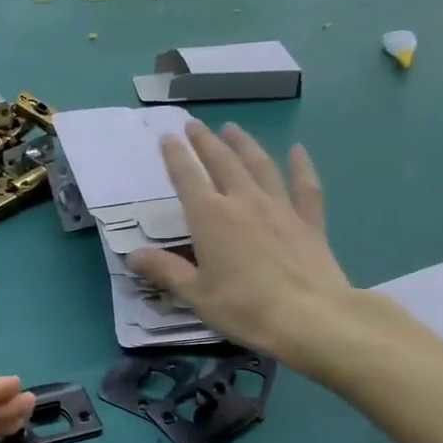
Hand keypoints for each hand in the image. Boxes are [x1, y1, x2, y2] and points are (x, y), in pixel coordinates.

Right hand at [126, 122, 350, 366]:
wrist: (309, 317)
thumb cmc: (243, 307)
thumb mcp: (195, 294)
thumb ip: (165, 270)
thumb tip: (133, 256)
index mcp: (210, 217)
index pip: (187, 178)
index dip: (176, 156)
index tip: (167, 137)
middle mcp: (243, 202)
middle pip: (222, 162)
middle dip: (206, 141)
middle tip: (195, 125)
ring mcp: (280, 208)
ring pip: (260, 166)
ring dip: (244, 144)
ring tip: (233, 128)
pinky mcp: (309, 222)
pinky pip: (304, 187)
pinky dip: (301, 166)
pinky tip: (298, 151)